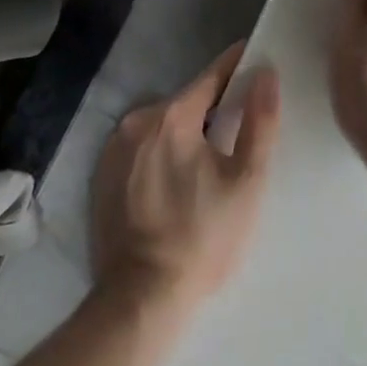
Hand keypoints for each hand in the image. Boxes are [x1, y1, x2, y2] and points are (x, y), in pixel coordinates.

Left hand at [90, 43, 279, 313]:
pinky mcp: (100, 177)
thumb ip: (260, 120)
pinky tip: (175, 184)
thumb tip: (266, 73)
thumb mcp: (246, 180)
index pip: (213, 75)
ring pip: (162, 125)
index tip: (257, 62)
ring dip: (185, 132)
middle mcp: (137, 121)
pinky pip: (141, 148)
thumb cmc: (203, 237)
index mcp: (172, 115)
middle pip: (187, 101)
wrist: (140, 303)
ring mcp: (113, 149)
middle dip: (213, 109)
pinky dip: (160, 154)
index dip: (238, 67)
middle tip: (237, 131)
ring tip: (207, 162)